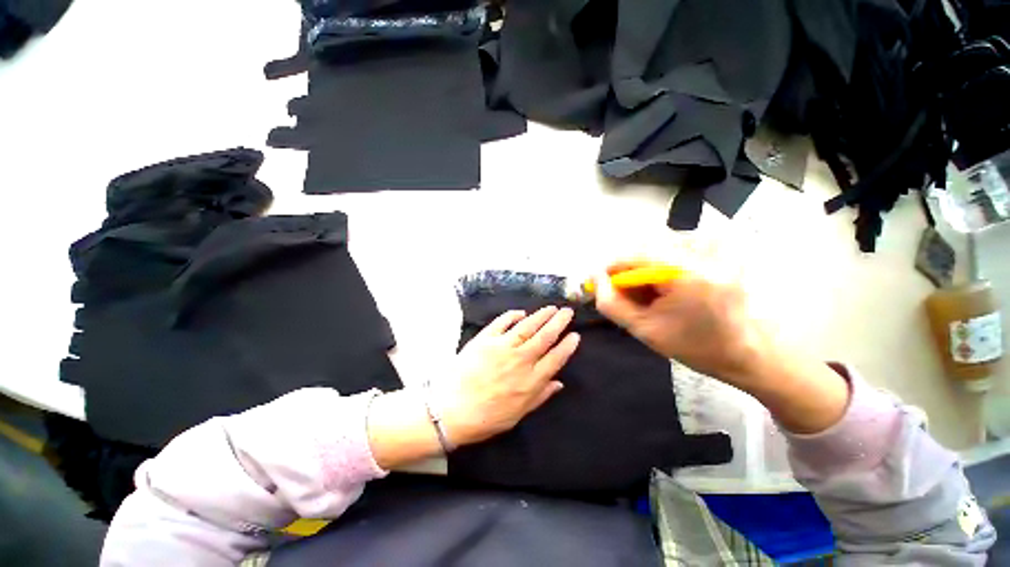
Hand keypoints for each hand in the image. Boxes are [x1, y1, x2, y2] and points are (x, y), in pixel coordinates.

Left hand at [434, 306, 580, 445]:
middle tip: (568, 312)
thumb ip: (540, 396)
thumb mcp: (518, 414)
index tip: (575, 335)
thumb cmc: (486, 417)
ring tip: (551, 308)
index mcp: (531, 380)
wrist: (450, 410)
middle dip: (559, 322)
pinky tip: (521, 312)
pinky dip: (513, 315)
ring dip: (541, 315)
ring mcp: (502, 346)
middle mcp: (521, 359)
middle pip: (545, 336)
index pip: (556, 358)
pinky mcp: (486, 339)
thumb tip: (559, 383)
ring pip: (528, 326)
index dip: (567, 346)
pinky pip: (502, 322)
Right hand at [593, 259, 772, 389]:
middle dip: (629, 270)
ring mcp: (716, 246)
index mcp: (688, 272)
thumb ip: (611, 303)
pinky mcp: (721, 248)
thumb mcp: (644, 330)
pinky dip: (662, 264)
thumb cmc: (696, 347)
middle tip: (627, 295)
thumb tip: (595, 277)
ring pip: (659, 245)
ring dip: (644, 267)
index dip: (610, 269)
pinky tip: (666, 286)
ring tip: (649, 294)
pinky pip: (676, 247)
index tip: (600, 285)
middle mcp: (704, 249)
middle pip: (646, 246)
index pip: (634, 255)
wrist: (749, 354)